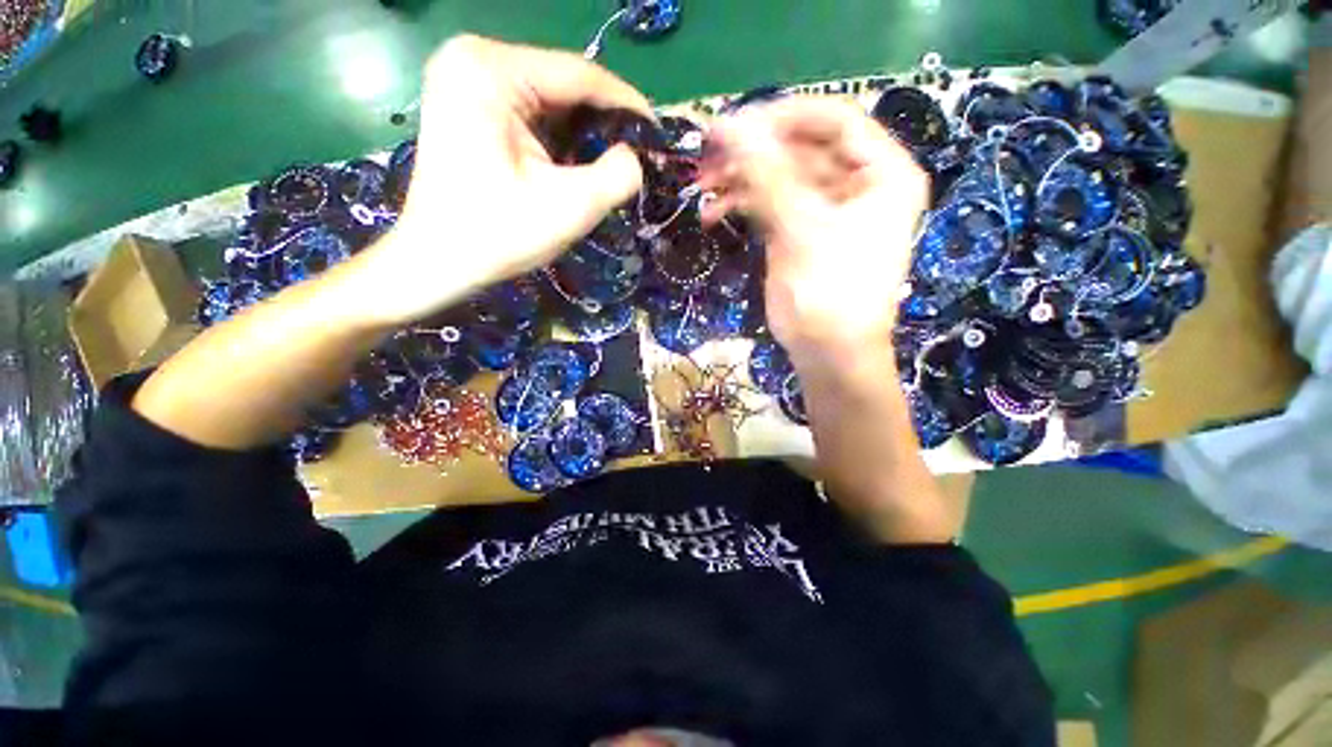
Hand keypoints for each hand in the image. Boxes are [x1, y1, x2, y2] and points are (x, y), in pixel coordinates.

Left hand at [352, 35, 652, 325]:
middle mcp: (474, 59)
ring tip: (615, 163)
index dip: (628, 105)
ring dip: (584, 132)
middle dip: (604, 123)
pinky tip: (578, 163)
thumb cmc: (497, 236)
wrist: (437, 262)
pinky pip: (531, 112)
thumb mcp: (569, 207)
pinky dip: (560, 138)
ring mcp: (466, 80)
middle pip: (562, 85)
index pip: (579, 75)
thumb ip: (617, 175)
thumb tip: (635, 158)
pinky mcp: (469, 105)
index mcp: (491, 70)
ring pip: (549, 99)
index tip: (659, 135)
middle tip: (639, 156)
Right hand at [698, 98, 928, 361]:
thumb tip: (732, 127)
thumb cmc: (830, 294)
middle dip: (754, 152)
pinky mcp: (798, 230)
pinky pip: (768, 203)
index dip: (784, 115)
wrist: (828, 352)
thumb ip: (768, 176)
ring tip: (704, 188)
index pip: (834, 120)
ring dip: (740, 179)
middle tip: (709, 154)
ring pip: (779, 176)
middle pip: (800, 148)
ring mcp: (825, 208)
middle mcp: (857, 183)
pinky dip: (741, 204)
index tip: (736, 123)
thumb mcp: (802, 231)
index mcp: (881, 173)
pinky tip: (713, 212)